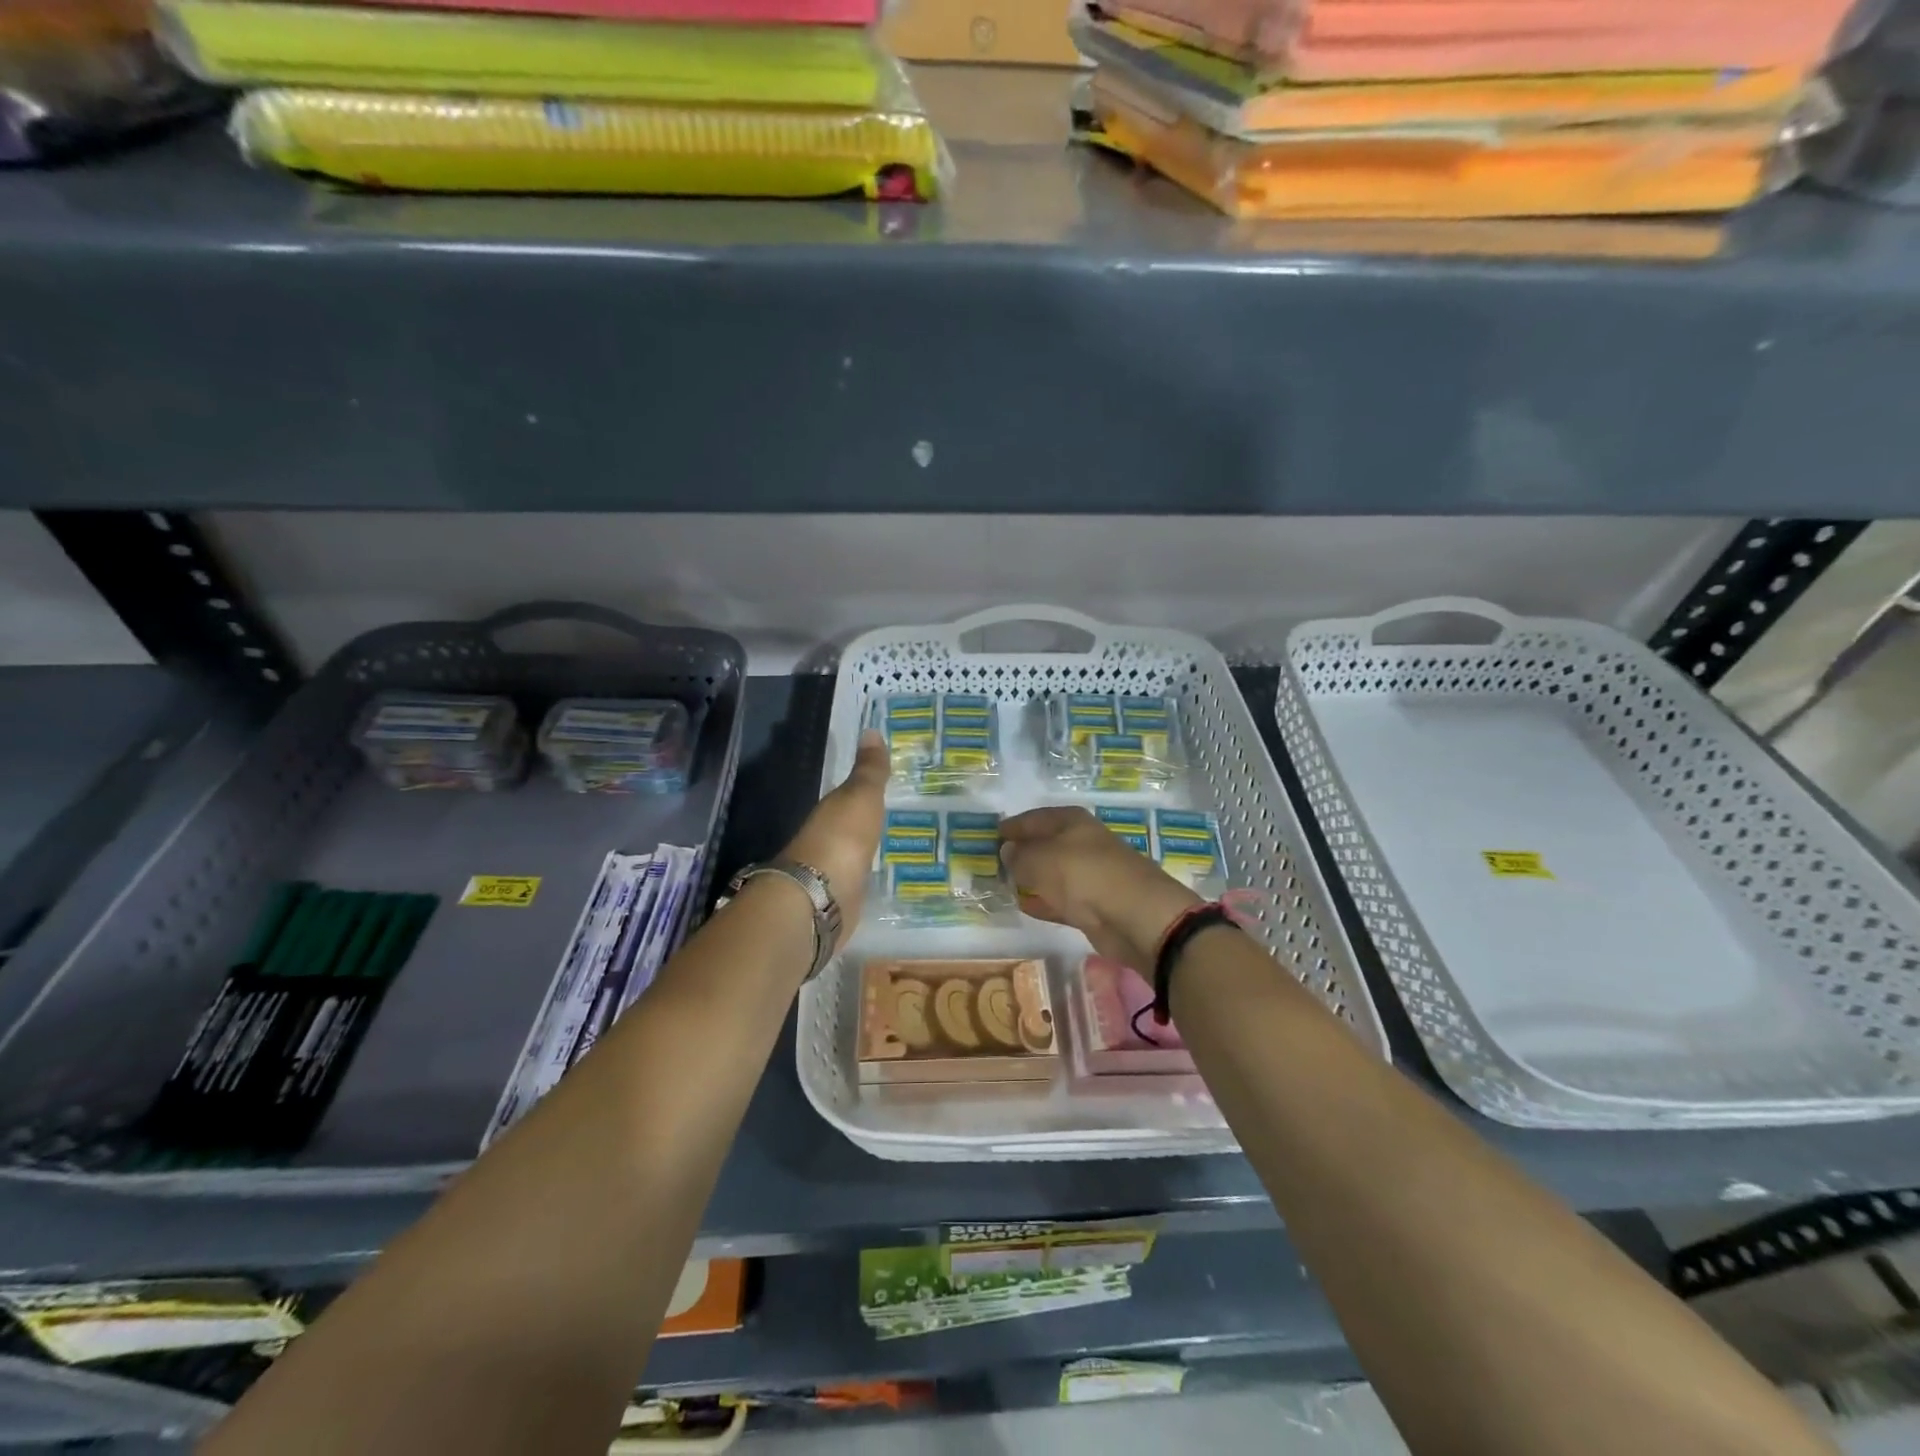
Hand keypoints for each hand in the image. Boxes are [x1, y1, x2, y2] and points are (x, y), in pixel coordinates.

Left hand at [781, 729, 888, 947]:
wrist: (821, 897)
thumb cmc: (842, 838)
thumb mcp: (861, 796)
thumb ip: (869, 770)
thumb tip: (871, 730)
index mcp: (830, 810)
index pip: (848, 795)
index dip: (866, 788)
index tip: (888, 783)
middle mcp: (828, 838)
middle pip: (850, 824)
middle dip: (869, 819)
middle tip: (901, 813)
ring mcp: (833, 871)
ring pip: (855, 852)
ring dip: (868, 847)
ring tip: (899, 844)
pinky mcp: (842, 898)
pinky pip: (859, 879)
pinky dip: (868, 875)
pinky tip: (884, 876)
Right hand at [999, 806, 1199, 969]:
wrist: (1135, 916)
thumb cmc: (1083, 875)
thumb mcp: (1039, 860)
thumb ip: (1019, 856)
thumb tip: (1007, 851)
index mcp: (1072, 821)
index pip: (1034, 818)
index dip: (1013, 826)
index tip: (992, 835)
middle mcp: (1082, 843)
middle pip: (1046, 844)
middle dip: (1022, 852)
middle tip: (994, 862)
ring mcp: (1090, 874)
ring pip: (1053, 872)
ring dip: (1032, 877)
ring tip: (1004, 884)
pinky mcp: (1094, 905)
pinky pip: (1061, 898)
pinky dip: (1044, 900)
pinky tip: (1024, 905)